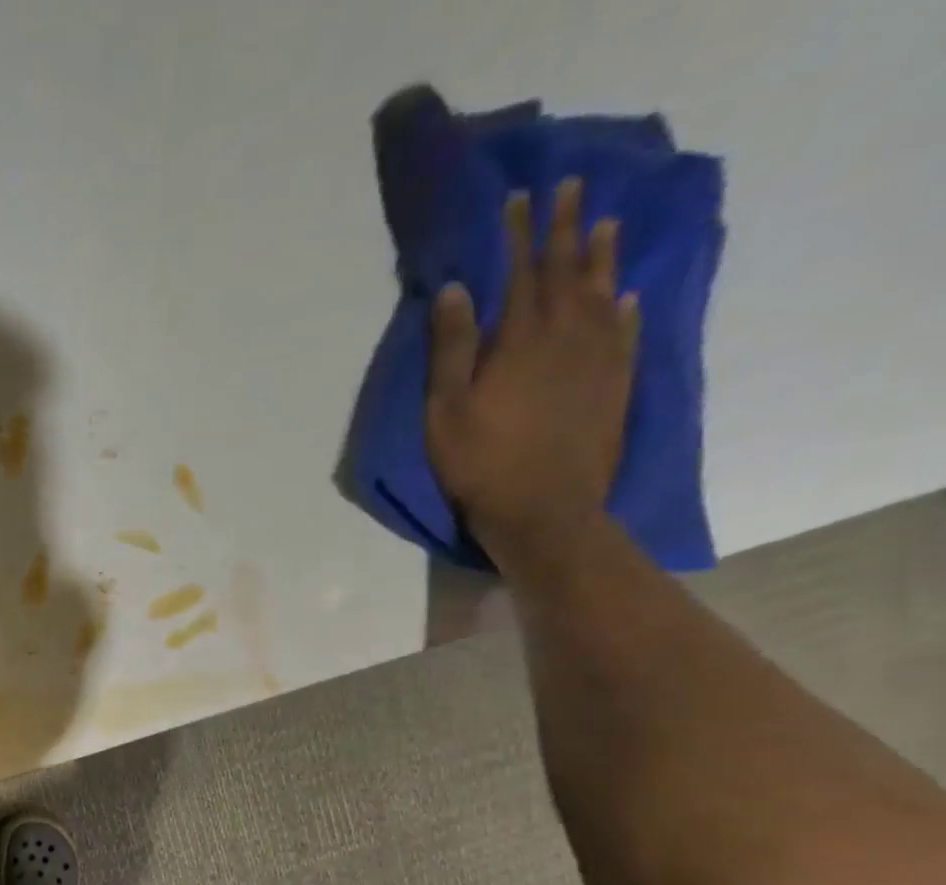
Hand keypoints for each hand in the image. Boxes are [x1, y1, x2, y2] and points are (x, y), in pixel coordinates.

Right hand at [425, 178, 639, 563]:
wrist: (545, 509)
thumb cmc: (481, 462)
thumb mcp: (446, 410)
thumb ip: (450, 349)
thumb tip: (454, 288)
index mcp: (521, 339)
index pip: (521, 272)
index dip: (519, 234)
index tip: (520, 197)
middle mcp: (568, 335)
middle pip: (568, 270)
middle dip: (566, 227)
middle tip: (571, 187)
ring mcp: (599, 358)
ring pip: (603, 292)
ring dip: (602, 257)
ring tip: (605, 224)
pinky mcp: (615, 384)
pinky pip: (625, 332)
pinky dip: (624, 308)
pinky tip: (625, 296)